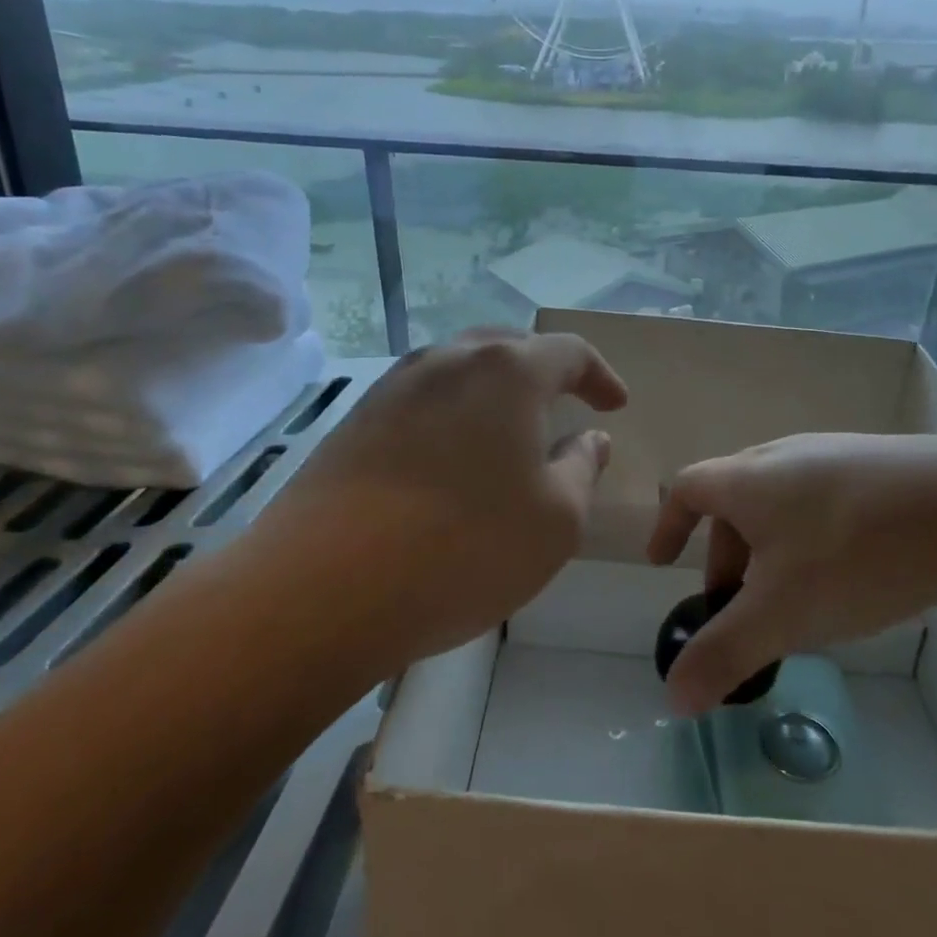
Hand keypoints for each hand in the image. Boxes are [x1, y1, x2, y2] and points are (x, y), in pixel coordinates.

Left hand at [254, 329, 626, 671]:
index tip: (614, 404)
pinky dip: (452, 414)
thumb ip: (582, 468)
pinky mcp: (356, 420)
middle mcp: (449, 361)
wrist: (321, 588)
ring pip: (460, 370)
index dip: (600, 375)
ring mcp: (394, 386)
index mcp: (507, 371)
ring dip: (494, 392)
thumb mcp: (556, 519)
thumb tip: (589, 439)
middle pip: (509, 348)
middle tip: (564, 405)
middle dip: (544, 372)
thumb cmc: (464, 547)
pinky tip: (450, 458)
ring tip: (507, 430)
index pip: (568, 351)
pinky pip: (422, 399)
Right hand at [646, 432, 936, 712]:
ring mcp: (833, 455)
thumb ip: (724, 655)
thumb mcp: (782, 613)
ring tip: (792, 597)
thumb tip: (672, 698)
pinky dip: (809, 537)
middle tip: (736, 606)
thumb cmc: (855, 553)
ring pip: (779, 501)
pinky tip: (848, 572)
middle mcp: (783, 456)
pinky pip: (821, 499)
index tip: (663, 564)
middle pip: (733, 500)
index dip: (668, 525)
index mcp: (748, 479)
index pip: (687, 488)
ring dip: (768, 548)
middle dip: (724, 555)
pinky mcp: (876, 466)